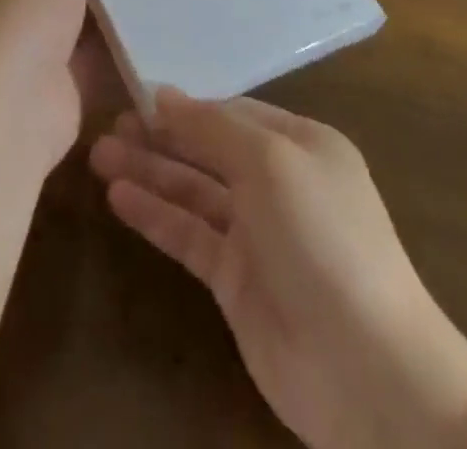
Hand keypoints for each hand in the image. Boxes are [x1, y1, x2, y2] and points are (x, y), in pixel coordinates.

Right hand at [90, 91, 466, 448]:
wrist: (367, 371)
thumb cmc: (322, 238)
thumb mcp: (271, 162)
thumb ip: (213, 127)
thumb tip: (164, 95)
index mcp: (301, 145)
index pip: (233, 113)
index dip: (187, 106)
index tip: (138, 95)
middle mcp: (280, 183)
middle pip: (208, 150)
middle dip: (161, 136)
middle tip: (109, 125)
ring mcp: (258, 234)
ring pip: (193, 191)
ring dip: (149, 171)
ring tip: (99, 154)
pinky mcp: (237, 282)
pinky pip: (190, 236)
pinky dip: (156, 215)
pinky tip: (119, 197)